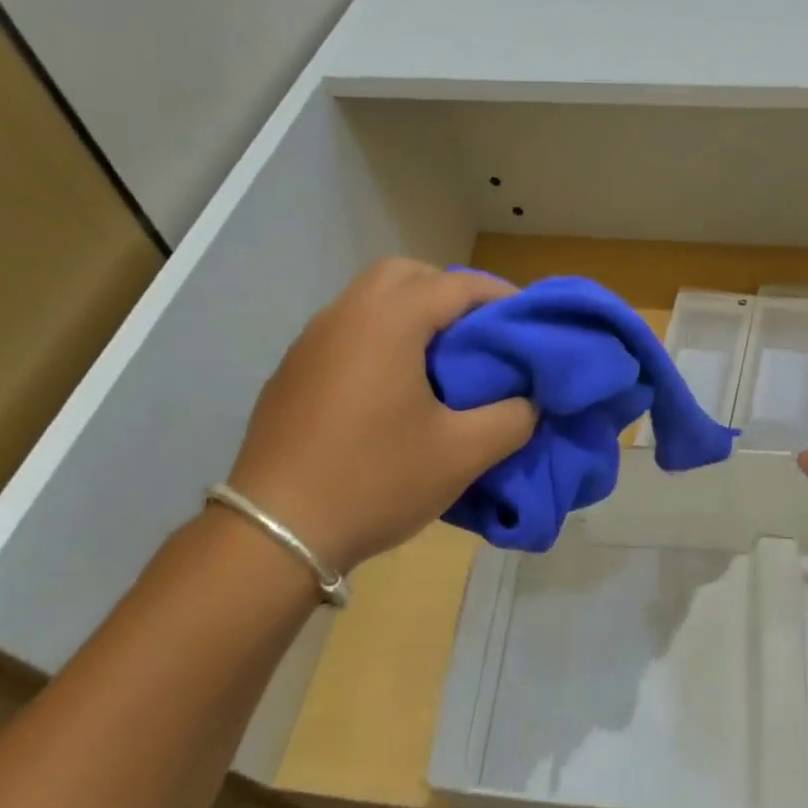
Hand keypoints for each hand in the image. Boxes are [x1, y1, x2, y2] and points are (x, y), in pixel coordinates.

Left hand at [224, 259, 534, 574]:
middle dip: (449, 292)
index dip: (499, 296)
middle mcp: (343, 316)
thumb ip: (513, 418)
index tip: (528, 320)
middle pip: (404, 275)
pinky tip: (397, 389)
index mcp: (387, 323)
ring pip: (370, 302)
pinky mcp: (293, 374)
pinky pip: (348, 333)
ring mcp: (310, 344)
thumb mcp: (463, 454)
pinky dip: (382, 339)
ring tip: (445, 360)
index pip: (455, 285)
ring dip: (411, 314)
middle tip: (480, 331)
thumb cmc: (376, 481)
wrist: (276, 533)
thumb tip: (531, 401)